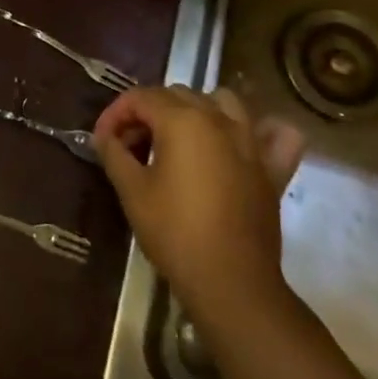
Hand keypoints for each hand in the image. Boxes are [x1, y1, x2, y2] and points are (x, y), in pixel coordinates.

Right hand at [94, 86, 306, 324]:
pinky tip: (242, 142)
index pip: (140, 97)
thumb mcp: (132, 191)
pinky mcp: (272, 167)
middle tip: (131, 145)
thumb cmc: (175, 233)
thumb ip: (114, 153)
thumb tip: (105, 136)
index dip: (115, 114)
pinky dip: (261, 129)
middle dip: (148, 112)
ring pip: (222, 101)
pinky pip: (274, 133)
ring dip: (197, 109)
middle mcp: (218, 119)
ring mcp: (250, 141)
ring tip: (179, 137)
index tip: (102, 140)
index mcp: (181, 119)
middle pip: (176, 94)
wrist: (232, 284)